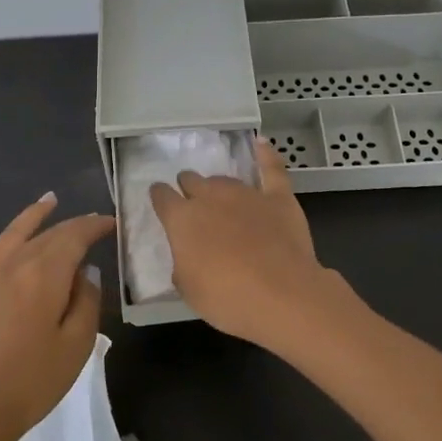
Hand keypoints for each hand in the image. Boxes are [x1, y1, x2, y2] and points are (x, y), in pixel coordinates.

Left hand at [0, 194, 114, 440]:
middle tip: (92, 220)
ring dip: (32, 216)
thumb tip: (85, 271)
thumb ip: (86, 301)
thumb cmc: (33, 381)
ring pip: (12, 235)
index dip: (94, 226)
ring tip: (48, 201)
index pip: (74, 237)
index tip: (112, 222)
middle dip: (72, 224)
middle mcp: (14, 265)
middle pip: (46, 234)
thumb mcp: (76, 344)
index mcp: (44, 274)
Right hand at [148, 138, 332, 346]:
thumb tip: (187, 256)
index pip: (162, 197)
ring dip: (217, 186)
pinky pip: (271, 169)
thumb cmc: (227, 298)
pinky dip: (265, 155)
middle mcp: (210, 197)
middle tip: (193, 204)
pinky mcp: (277, 197)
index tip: (160, 200)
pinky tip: (260, 142)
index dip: (160, 197)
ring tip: (219, 196)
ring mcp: (246, 194)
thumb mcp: (189, 289)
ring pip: (224, 180)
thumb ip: (183, 264)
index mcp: (182, 219)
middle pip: (192, 181)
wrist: (282, 294)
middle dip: (188, 188)